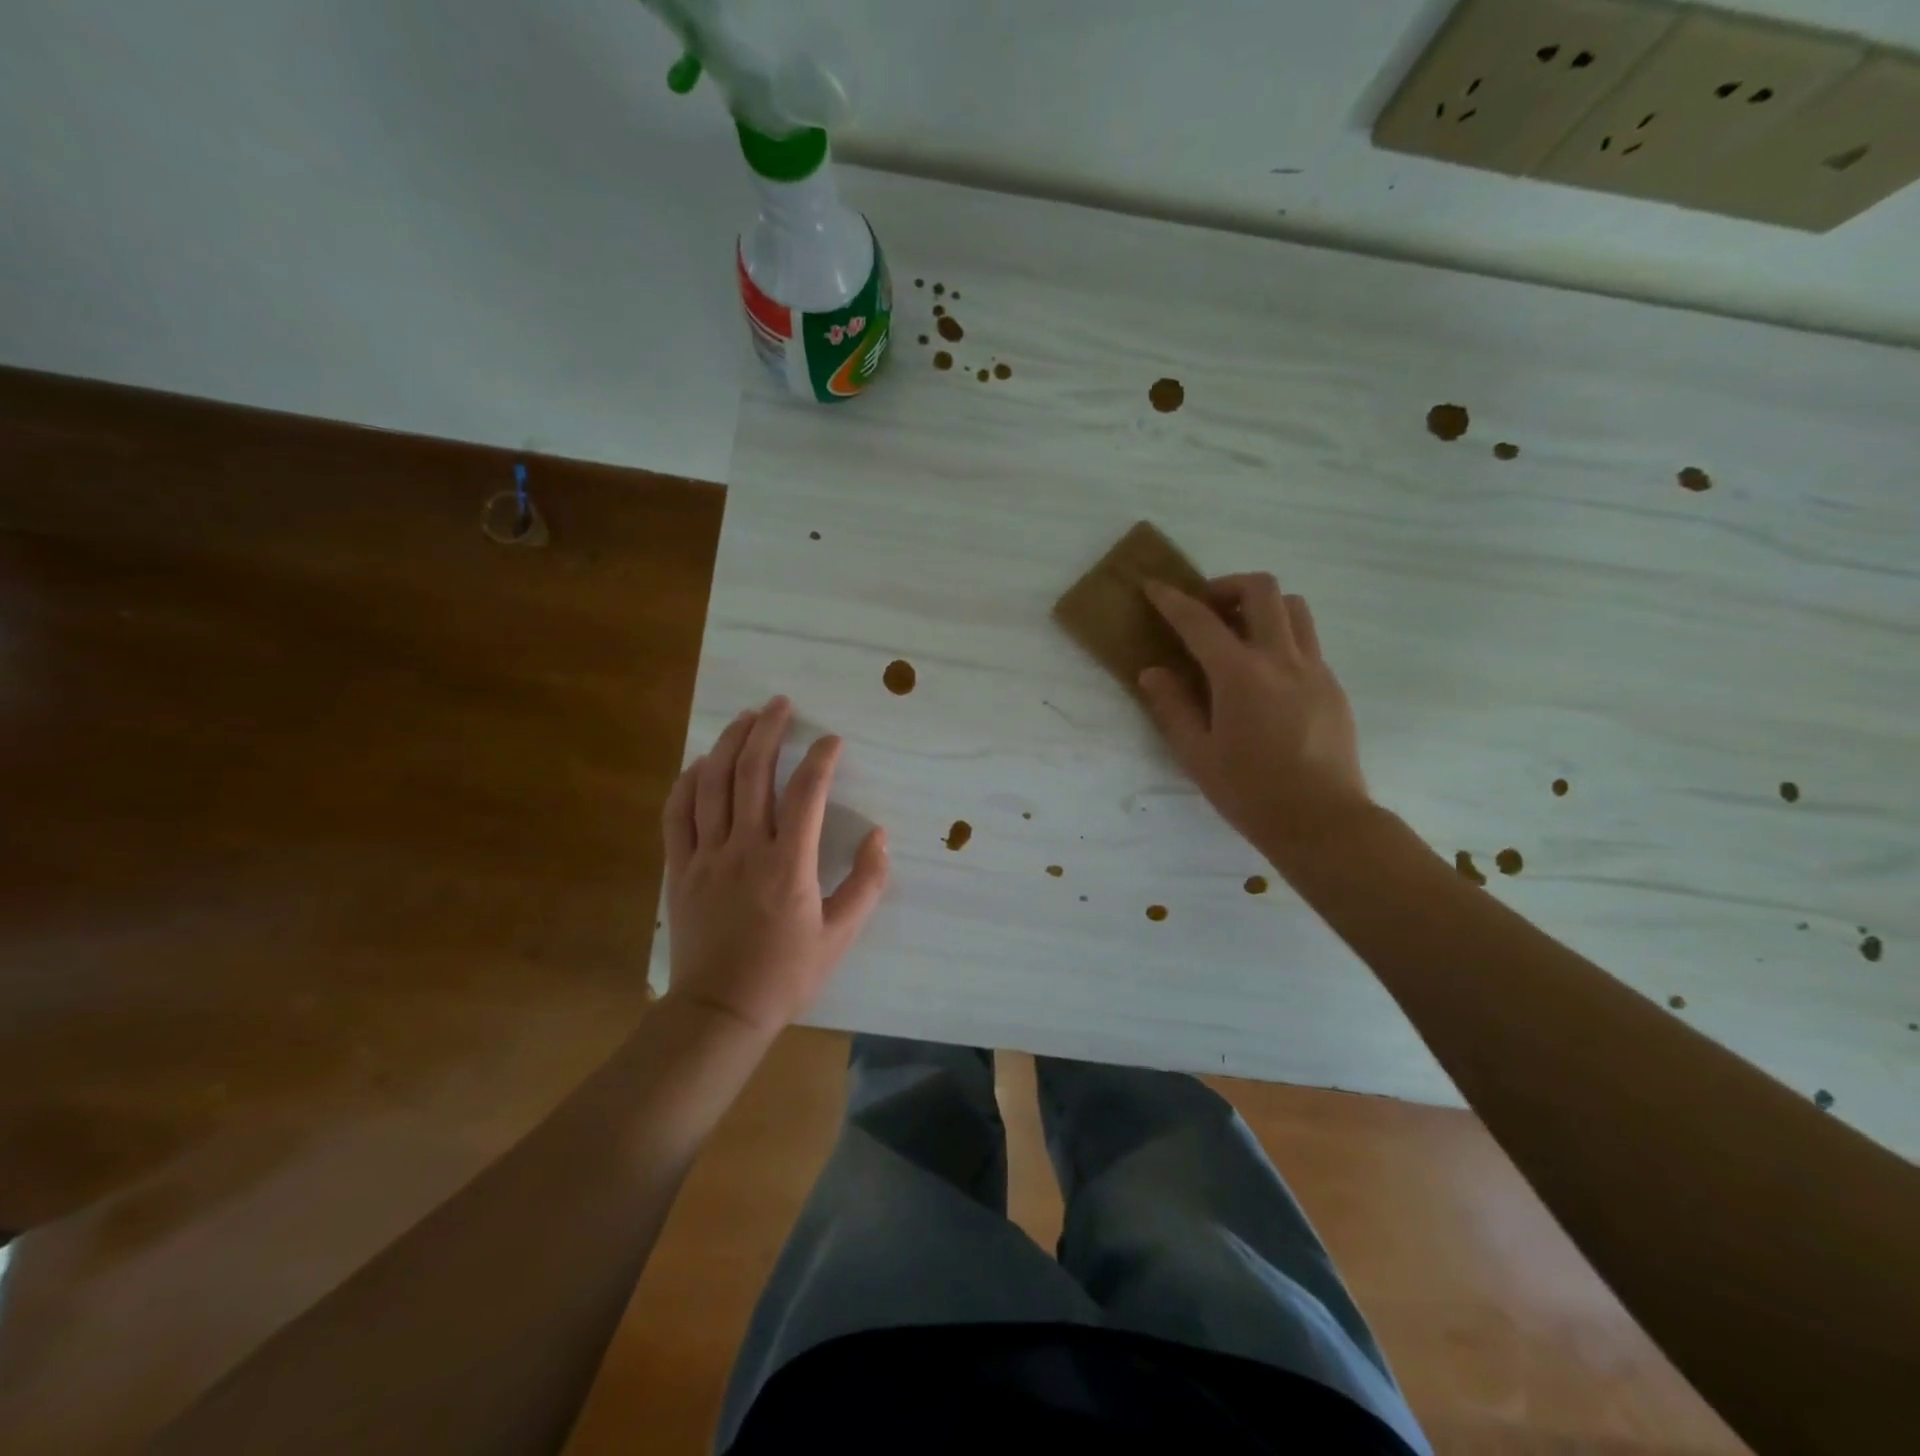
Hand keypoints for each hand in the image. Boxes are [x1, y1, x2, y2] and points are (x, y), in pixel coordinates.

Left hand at [662, 697, 888, 1038]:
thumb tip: (880, 836)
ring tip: (745, 718)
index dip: (821, 760)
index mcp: (788, 865)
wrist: (722, 1010)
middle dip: (768, 731)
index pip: (807, 794)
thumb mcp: (841, 934)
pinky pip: (677, 814)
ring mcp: (706, 856)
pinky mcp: (680, 868)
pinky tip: (701, 762)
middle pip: (752, 774)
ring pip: (712, 785)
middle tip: (780, 704)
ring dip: (729, 744)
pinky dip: (687, 782)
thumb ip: (867, 883)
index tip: (832, 741)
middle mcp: (745, 849)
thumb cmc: (787, 973)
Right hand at [1139, 575, 1369, 857]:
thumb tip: (1152, 672)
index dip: (1171, 599)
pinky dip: (1281, 637)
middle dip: (1227, 586)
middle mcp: (1281, 658)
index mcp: (1240, 674)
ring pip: (1294, 607)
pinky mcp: (1333, 685)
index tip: (1153, 586)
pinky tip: (1264, 674)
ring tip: (1239, 634)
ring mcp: (1314, 669)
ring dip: (1262, 606)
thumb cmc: (1250, 791)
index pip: (1199, 621)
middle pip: (1262, 590)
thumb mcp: (1196, 754)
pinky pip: (1307, 641)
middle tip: (1206, 610)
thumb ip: (1172, 707)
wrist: (1322, 820)